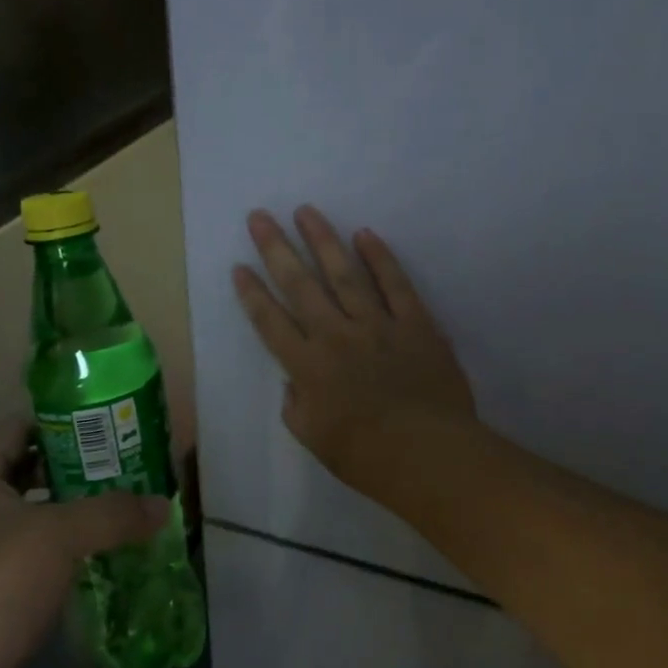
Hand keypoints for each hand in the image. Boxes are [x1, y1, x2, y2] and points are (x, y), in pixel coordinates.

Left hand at [0, 419, 166, 667]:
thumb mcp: (58, 536)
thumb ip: (113, 513)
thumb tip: (163, 505)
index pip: (19, 427)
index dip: (61, 420)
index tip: (107, 423)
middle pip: (34, 470)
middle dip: (81, 466)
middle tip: (129, 464)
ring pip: (41, 514)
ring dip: (80, 511)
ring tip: (129, 504)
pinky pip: (42, 554)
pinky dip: (73, 550)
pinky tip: (110, 551)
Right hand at [233, 206, 475, 489]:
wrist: (428, 454)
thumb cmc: (366, 456)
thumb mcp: (314, 439)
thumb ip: (296, 406)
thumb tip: (295, 382)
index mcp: (307, 366)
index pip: (270, 321)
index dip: (252, 293)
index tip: (239, 266)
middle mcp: (336, 335)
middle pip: (300, 284)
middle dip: (276, 248)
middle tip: (259, 216)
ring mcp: (377, 324)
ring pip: (344, 273)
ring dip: (322, 240)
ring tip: (306, 211)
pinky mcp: (414, 323)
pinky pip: (395, 283)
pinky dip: (380, 258)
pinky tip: (365, 234)